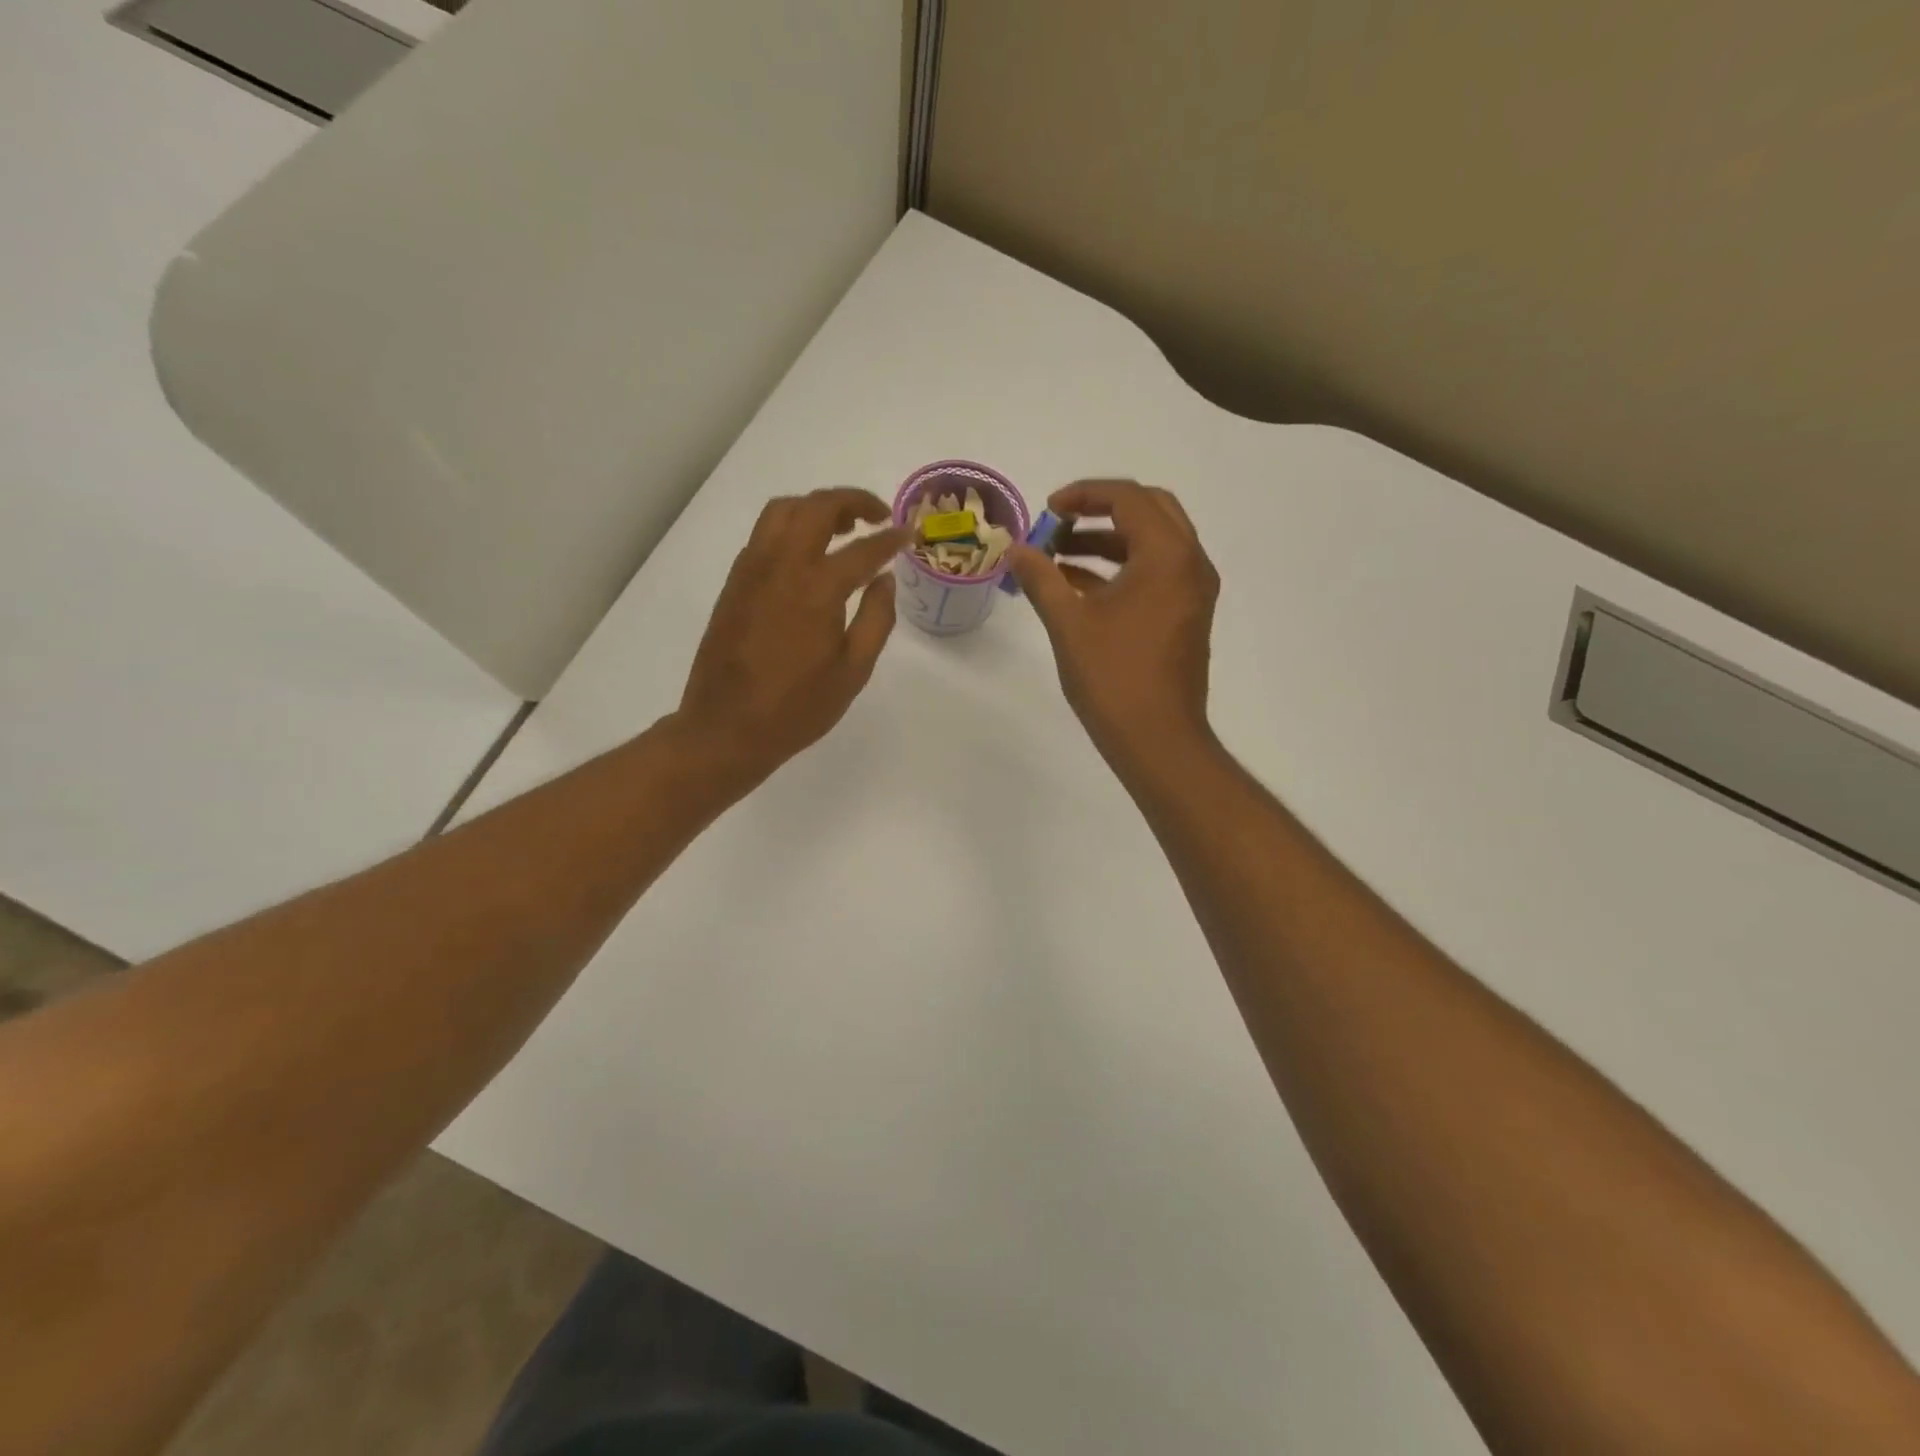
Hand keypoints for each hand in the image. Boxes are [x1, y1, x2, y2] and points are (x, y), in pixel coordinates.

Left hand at [678, 487, 905, 781]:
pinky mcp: (734, 583)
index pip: (862, 549)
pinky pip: (764, 535)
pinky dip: (791, 527)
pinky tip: (807, 554)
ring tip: (842, 527)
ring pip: (783, 511)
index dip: (890, 539)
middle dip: (852, 501)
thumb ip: (876, 618)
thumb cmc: (797, 708)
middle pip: (816, 507)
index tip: (908, 534)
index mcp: (816, 589)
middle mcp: (780, 566)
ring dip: (816, 507)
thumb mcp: (852, 671)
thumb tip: (885, 579)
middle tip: (877, 516)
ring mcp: (751, 570)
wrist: (727, 728)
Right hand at [1008, 480, 1220, 770]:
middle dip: (1101, 510)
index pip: (1128, 497)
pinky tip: (1078, 586)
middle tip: (1059, 523)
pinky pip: (1156, 573)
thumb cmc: (1113, 677)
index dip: (1083, 494)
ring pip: (1152, 543)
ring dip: (1108, 541)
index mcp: (1167, 555)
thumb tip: (1015, 549)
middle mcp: (1190, 563)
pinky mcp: (1187, 616)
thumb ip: (1040, 578)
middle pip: (1149, 510)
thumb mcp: (1068, 623)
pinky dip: (1120, 569)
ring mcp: (1193, 591)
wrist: (1157, 739)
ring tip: (1058, 556)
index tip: (1047, 510)